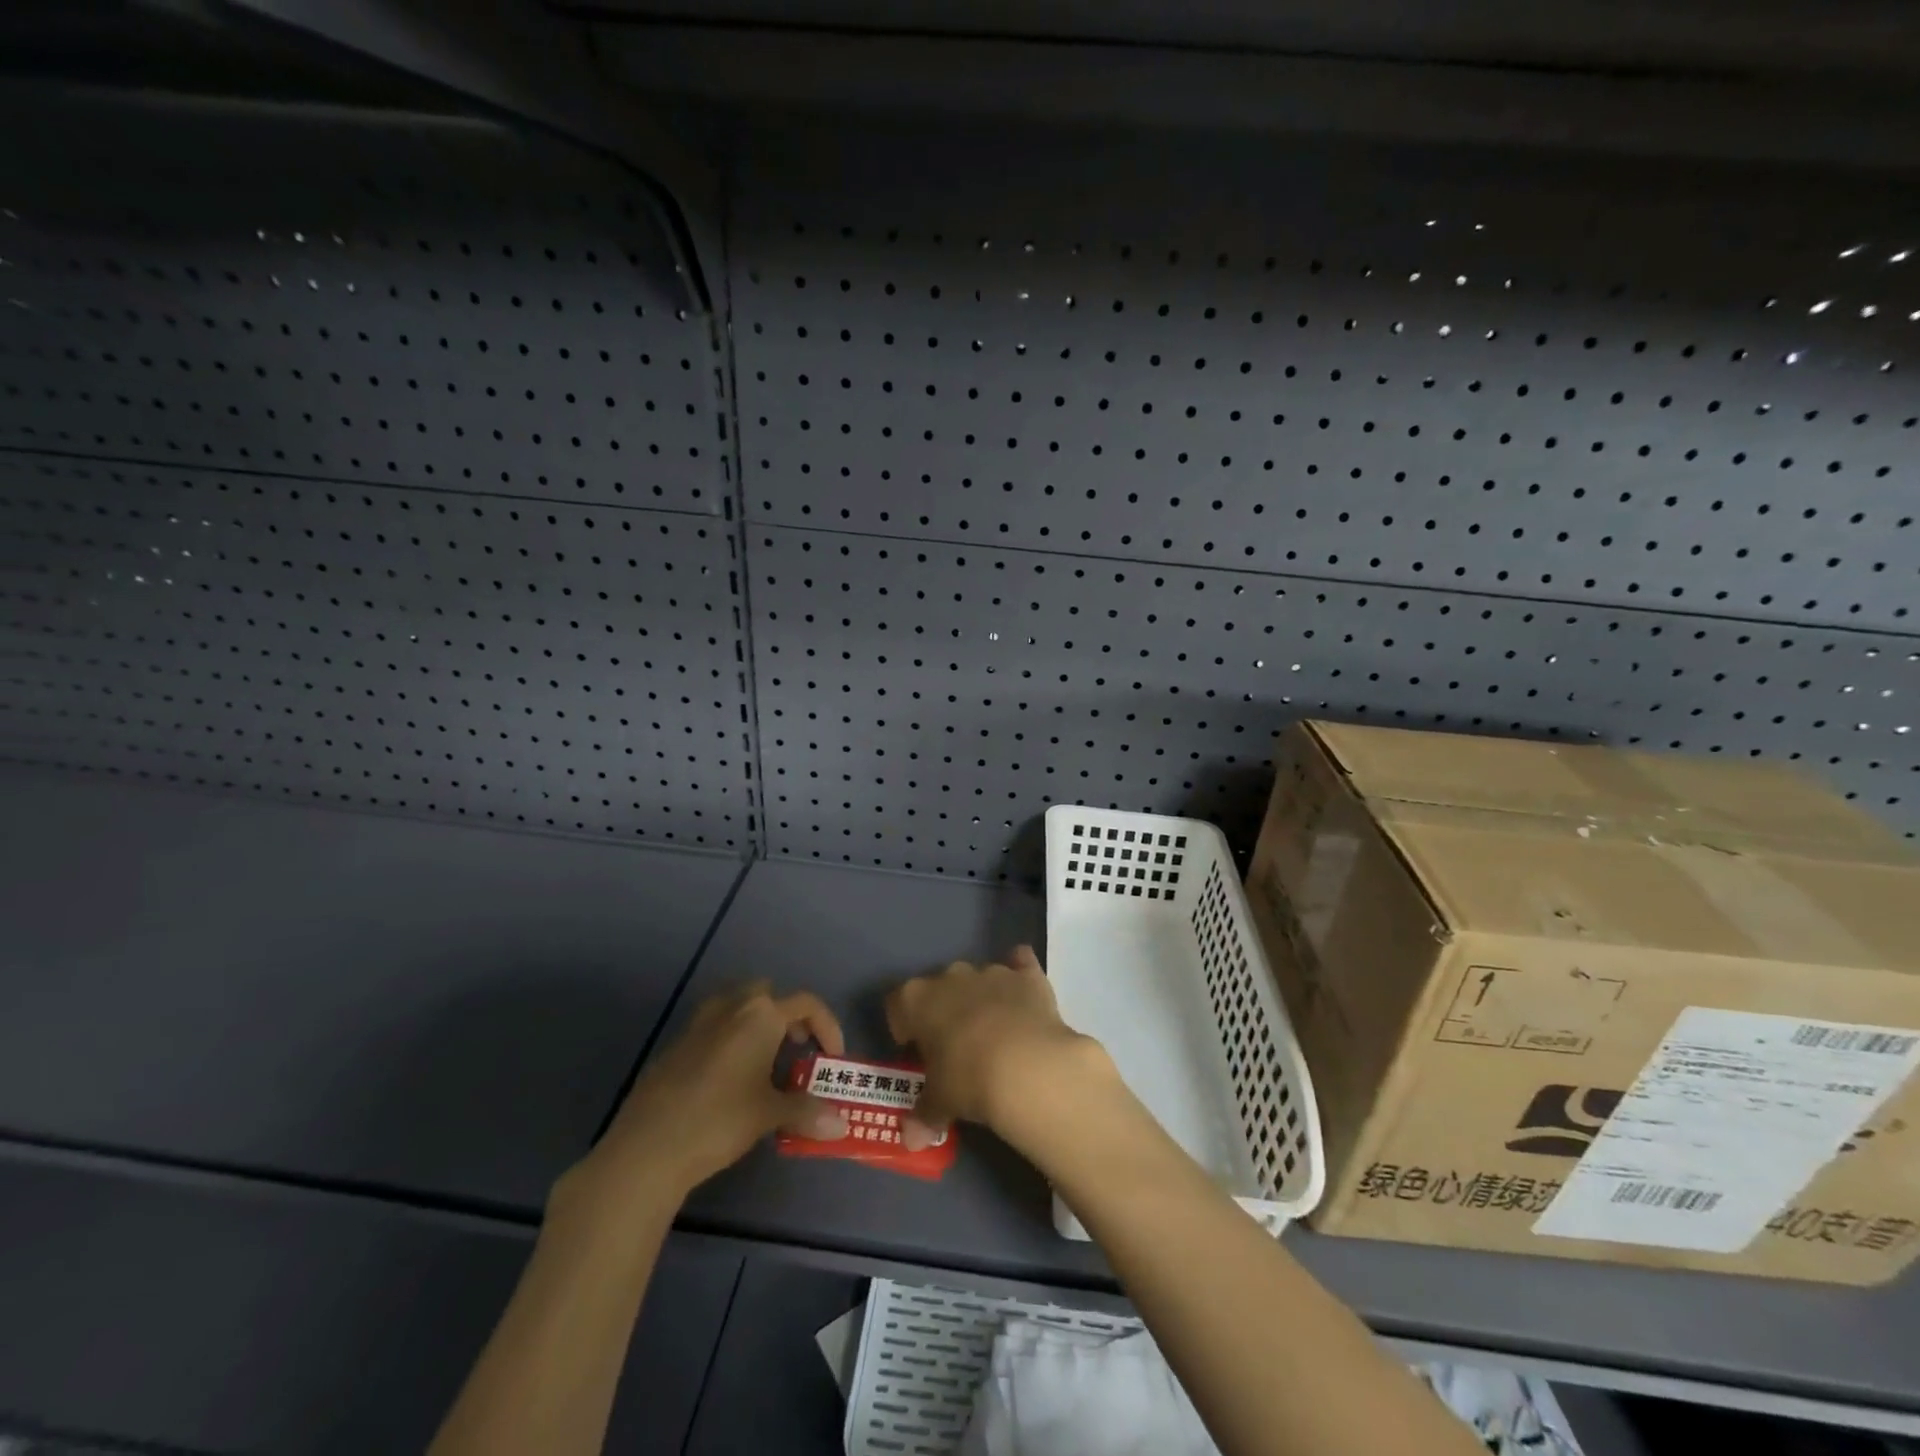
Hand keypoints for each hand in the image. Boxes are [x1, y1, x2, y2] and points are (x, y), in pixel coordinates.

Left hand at [575, 982, 850, 1200]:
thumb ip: (807, 1112)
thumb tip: (841, 1125)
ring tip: (766, 1065)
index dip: (827, 1026)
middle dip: (787, 1016)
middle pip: (768, 994)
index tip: (832, 1058)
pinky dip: (731, 1041)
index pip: (807, 1003)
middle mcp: (731, 1006)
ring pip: (737, 1007)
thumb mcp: (769, 1115)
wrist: (647, 1147)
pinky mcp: (676, 1044)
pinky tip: (730, 1081)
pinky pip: (714, 1028)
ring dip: (757, 1025)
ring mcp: (698, 1023)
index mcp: (761, 1015)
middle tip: (797, 1050)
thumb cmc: (719, 1120)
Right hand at [885, 946, 1111, 1150]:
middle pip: (938, 988)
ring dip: (980, 998)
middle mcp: (951, 976)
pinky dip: (1020, 973)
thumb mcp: (939, 1104)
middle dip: (943, 1011)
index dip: (903, 1027)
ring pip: (977, 978)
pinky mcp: (1027, 975)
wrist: (1028, 1066)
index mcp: (917, 999)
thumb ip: (923, 1116)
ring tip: (992, 1033)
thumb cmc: (968, 1080)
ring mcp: (991, 971)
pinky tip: (1023, 993)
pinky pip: (1020, 963)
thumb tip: (911, 1140)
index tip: (914, 1051)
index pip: (897, 1003)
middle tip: (953, 1047)